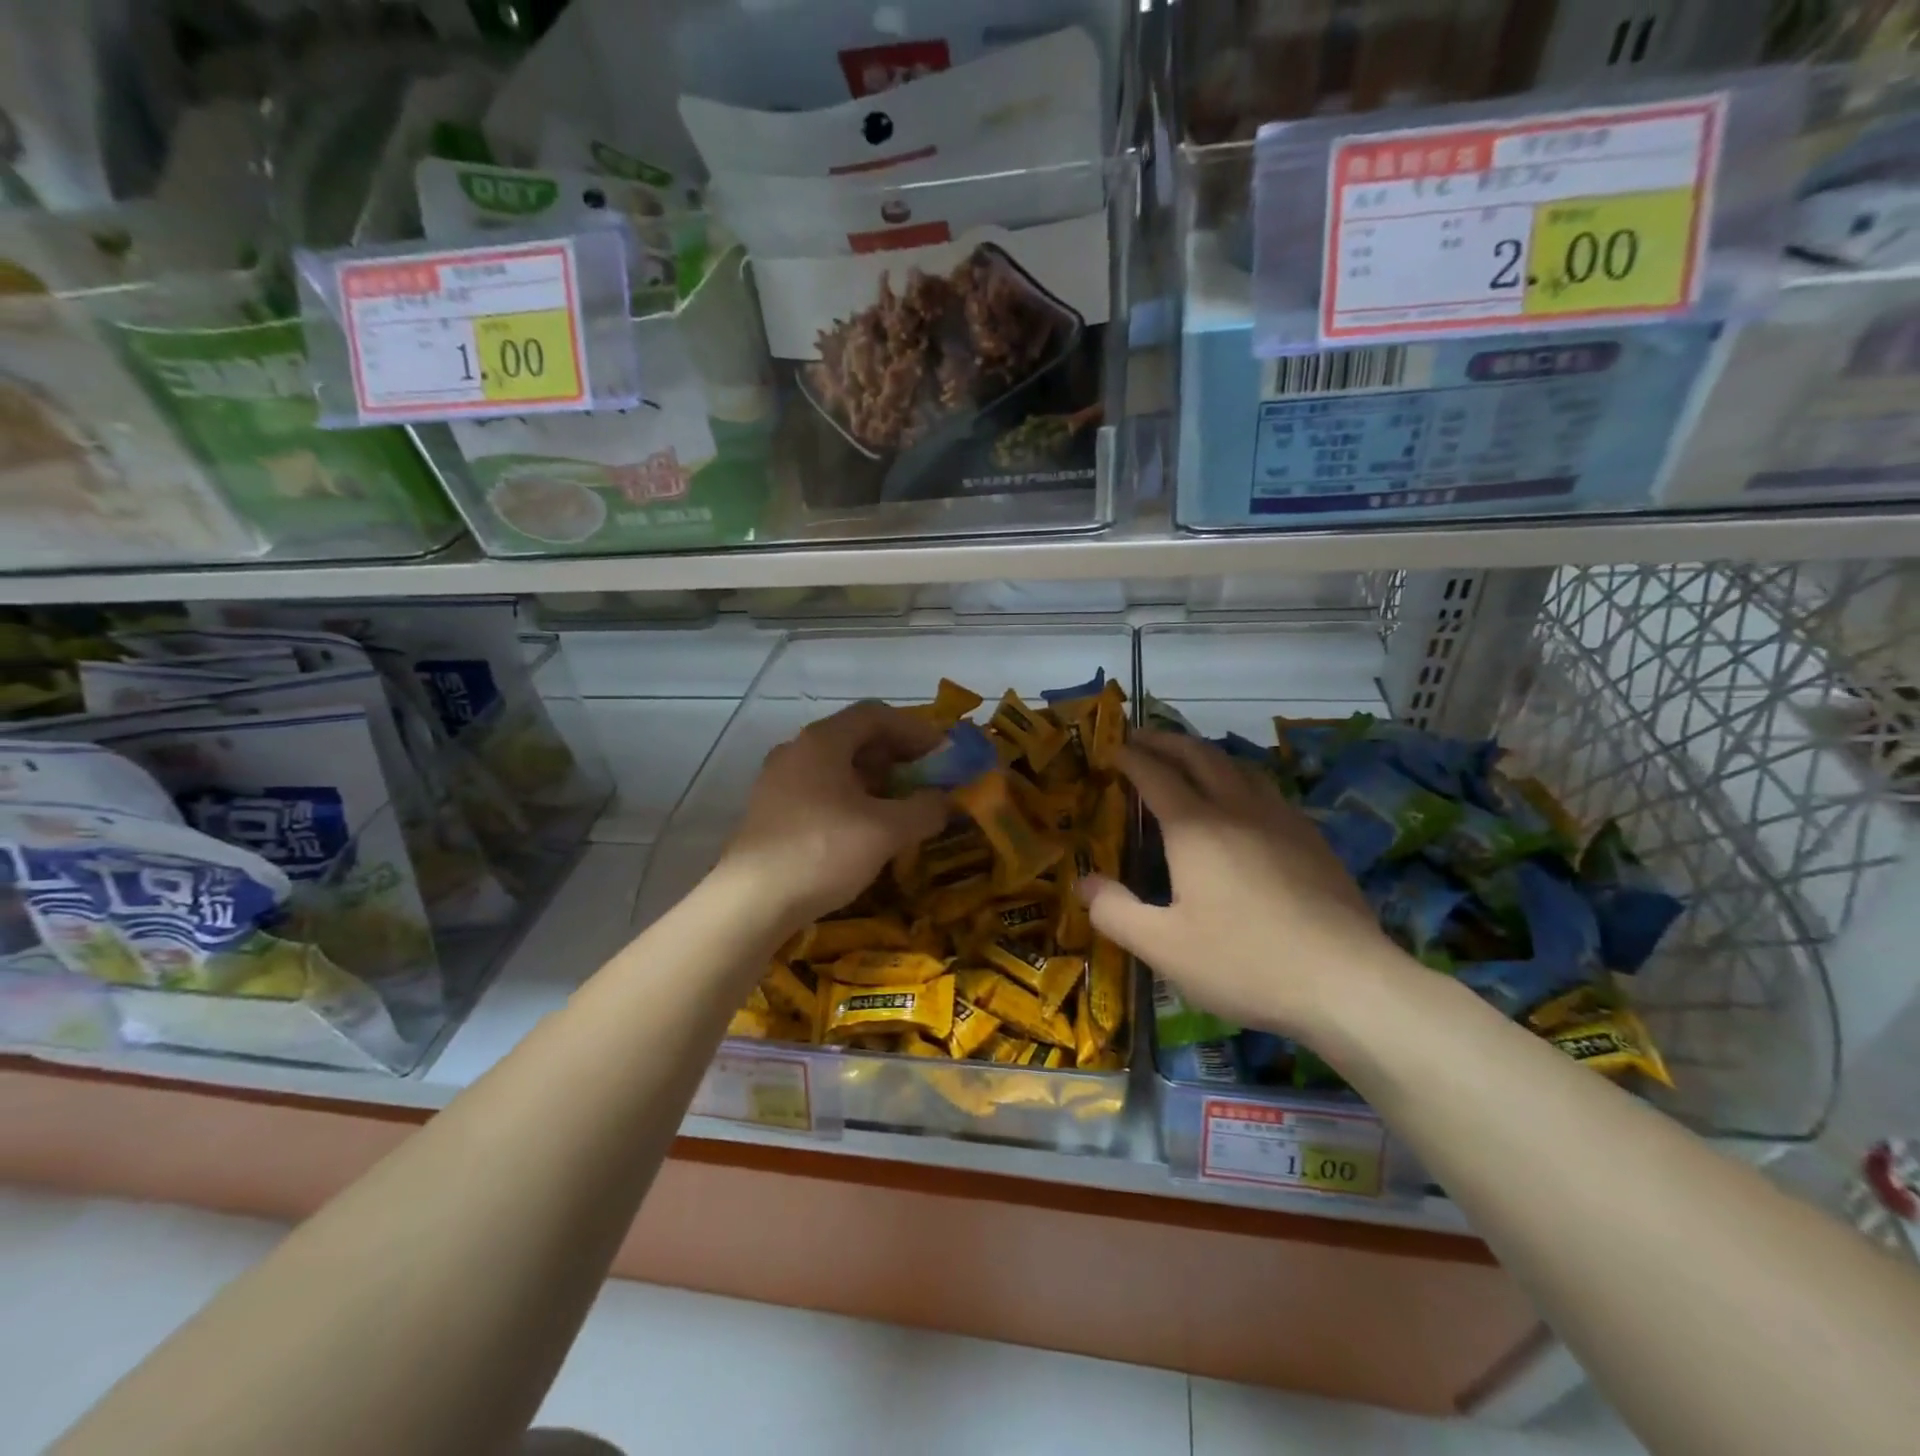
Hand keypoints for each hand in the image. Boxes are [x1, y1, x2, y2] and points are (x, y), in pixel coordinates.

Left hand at [714, 701, 947, 931]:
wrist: (751, 902)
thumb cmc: (823, 851)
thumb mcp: (886, 831)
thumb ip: (924, 809)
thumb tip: (945, 801)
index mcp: (823, 741)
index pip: (876, 714)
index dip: (914, 729)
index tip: (941, 754)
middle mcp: (796, 751)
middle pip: (855, 738)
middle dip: (896, 756)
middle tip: (926, 780)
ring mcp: (778, 781)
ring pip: (837, 767)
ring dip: (875, 780)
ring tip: (900, 807)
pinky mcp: (771, 812)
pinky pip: (820, 791)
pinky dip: (851, 799)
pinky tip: (865, 829)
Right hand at [1080, 731, 1413, 1038]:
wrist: (1346, 982)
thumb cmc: (1244, 962)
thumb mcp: (1163, 947)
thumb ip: (1115, 911)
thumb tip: (1084, 883)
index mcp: (1196, 828)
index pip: (1155, 775)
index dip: (1129, 758)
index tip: (1110, 749)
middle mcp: (1238, 809)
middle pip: (1199, 756)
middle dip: (1166, 741)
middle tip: (1142, 738)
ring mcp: (1282, 820)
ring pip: (1240, 766)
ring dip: (1206, 754)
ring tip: (1189, 760)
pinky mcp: (1312, 840)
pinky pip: (1268, 790)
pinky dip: (1241, 779)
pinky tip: (1245, 803)